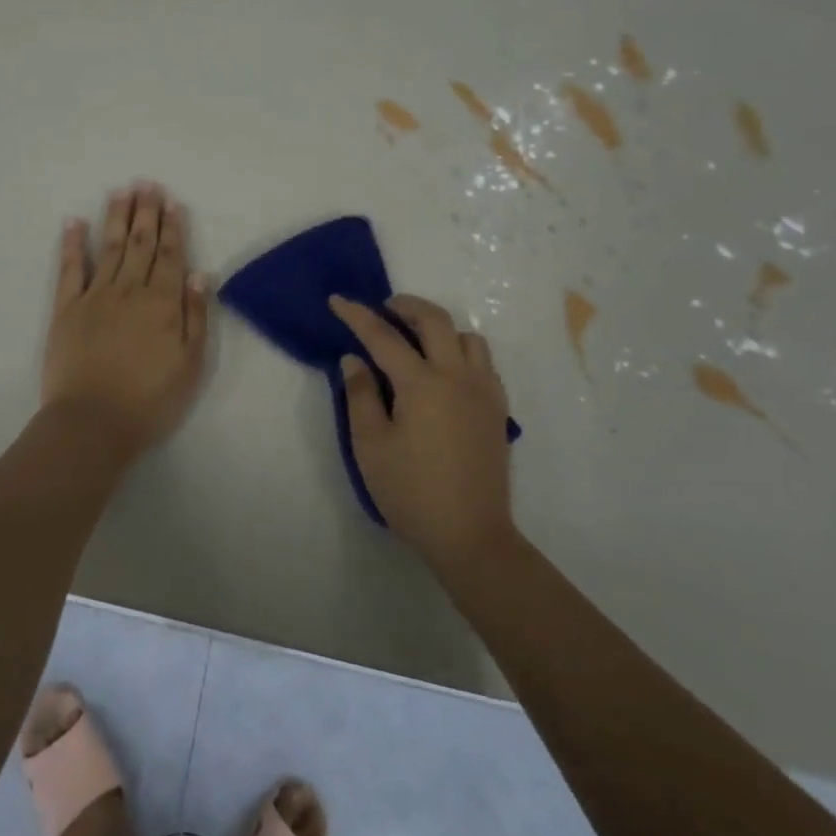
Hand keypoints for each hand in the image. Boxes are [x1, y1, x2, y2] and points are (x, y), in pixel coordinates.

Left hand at [42, 183, 209, 458]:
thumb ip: (196, 316)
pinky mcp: (66, 309)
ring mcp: (95, 296)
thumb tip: (199, 273)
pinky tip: (75, 222)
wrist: (93, 423)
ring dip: (116, 218)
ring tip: (121, 191)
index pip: (170, 256)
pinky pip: (69, 269)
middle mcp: (130, 290)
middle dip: (145, 212)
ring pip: (110, 248)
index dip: (172, 227)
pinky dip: (72, 244)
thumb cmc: (150, 400)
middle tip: (146, 183)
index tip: (171, 202)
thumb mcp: (191, 365)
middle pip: (140, 244)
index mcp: (163, 303)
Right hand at [328, 294, 515, 568]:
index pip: (384, 337)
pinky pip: (483, 362)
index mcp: (422, 384)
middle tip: (385, 309)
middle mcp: (457, 377)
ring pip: (468, 337)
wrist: (470, 536)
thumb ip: (360, 396)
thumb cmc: (411, 492)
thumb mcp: (371, 446)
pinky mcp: (497, 410)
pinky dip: (462, 351)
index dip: (357, 315)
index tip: (338, 300)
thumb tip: (355, 359)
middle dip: (407, 306)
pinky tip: (445, 372)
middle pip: (436, 321)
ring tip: (417, 341)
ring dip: (440, 328)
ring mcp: (483, 392)